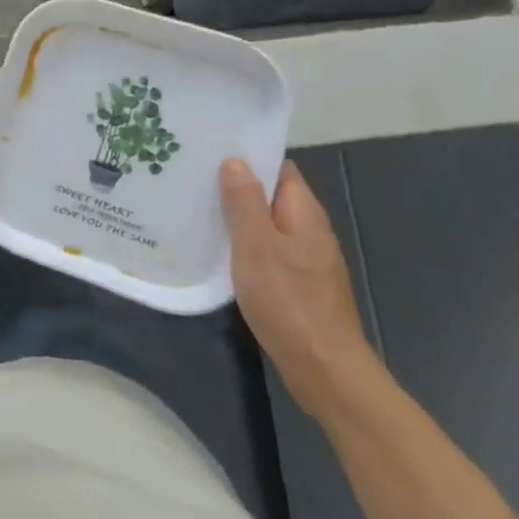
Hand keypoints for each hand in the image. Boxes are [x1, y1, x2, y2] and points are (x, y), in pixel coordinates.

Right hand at [220, 158, 380, 424]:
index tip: (212, 150)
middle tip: (193, 178)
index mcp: (304, 214)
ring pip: (268, 225)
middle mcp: (310, 231)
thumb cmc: (288, 300)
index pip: (280, 169)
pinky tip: (218, 251)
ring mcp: (306, 260)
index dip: (250, 157)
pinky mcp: (298, 285)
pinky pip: (268, 251)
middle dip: (237, 186)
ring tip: (197, 208)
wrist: (324, 368)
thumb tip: (236, 161)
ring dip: (238, 217)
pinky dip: (245, 245)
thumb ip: (245, 202)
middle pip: (273, 196)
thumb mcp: (257, 245)